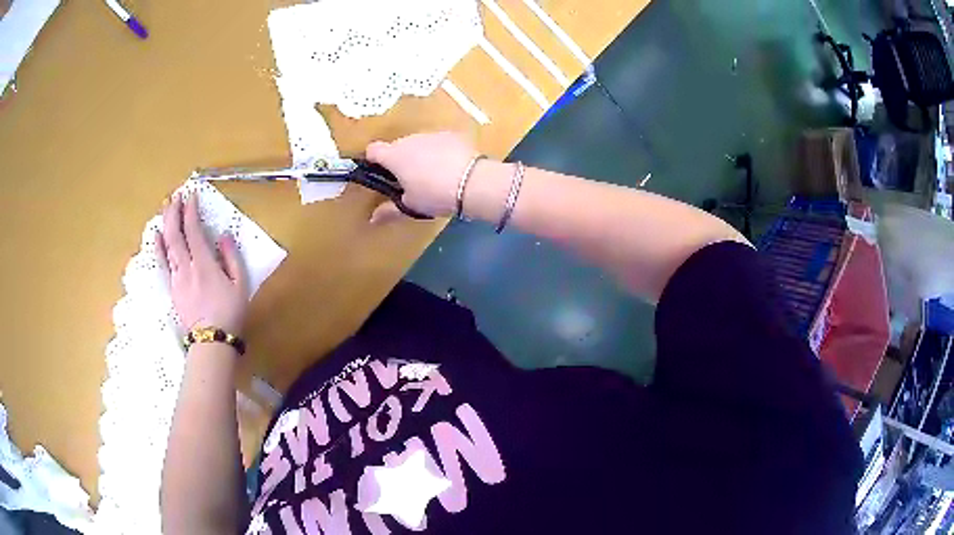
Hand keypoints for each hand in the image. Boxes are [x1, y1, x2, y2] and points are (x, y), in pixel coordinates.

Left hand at [156, 194, 248, 334]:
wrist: (212, 341)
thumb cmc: (230, 312)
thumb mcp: (239, 284)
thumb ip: (231, 257)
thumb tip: (223, 235)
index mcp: (204, 264)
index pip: (193, 230)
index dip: (190, 210)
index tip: (191, 195)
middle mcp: (186, 267)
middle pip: (174, 234)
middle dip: (174, 212)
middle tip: (175, 196)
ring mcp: (176, 278)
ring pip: (166, 245)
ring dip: (165, 224)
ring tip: (166, 207)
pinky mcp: (172, 288)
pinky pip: (162, 263)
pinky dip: (158, 246)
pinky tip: (156, 235)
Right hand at [366, 132, 478, 222]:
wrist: (472, 182)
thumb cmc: (434, 195)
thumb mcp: (411, 206)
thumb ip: (389, 210)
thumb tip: (372, 218)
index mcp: (393, 156)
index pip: (372, 150)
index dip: (373, 160)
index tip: (379, 173)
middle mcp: (409, 139)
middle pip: (397, 146)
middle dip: (399, 160)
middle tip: (409, 181)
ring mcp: (431, 134)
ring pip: (418, 143)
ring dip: (419, 155)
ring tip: (433, 175)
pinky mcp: (451, 134)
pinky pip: (438, 142)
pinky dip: (439, 151)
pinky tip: (451, 167)